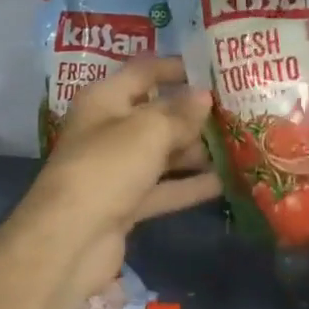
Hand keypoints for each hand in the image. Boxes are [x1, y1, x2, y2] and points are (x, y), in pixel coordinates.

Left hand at [17, 57, 219, 297]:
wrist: (70, 241)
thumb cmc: (108, 167)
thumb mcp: (150, 131)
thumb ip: (181, 113)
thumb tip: (204, 96)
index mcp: (105, 99)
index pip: (144, 71)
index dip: (175, 67)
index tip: (211, 69)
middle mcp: (108, 129)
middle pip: (156, 114)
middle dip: (192, 114)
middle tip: (234, 111)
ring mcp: (116, 169)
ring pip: (162, 153)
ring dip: (195, 150)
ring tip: (237, 144)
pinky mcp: (125, 204)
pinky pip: (163, 187)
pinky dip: (189, 185)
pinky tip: (225, 182)